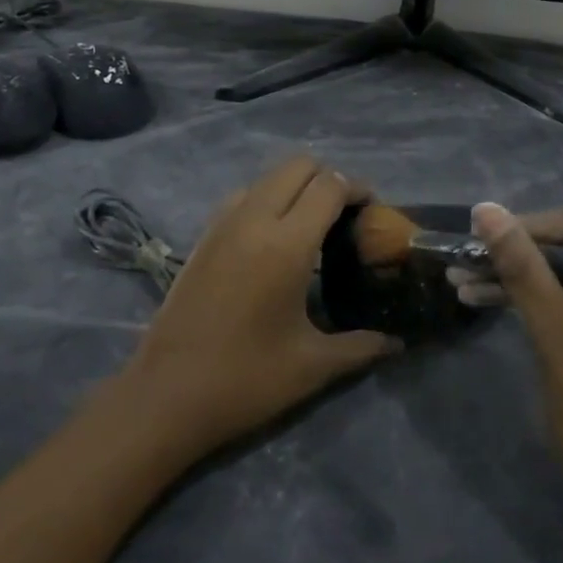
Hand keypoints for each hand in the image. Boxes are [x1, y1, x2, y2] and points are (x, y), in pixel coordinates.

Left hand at [118, 156, 400, 458]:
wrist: (165, 397)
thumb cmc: (245, 380)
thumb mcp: (313, 366)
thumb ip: (361, 346)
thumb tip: (398, 343)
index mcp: (286, 244)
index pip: (330, 186)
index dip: (358, 190)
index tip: (373, 213)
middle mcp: (254, 220)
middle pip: (298, 166)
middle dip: (329, 179)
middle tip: (345, 216)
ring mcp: (223, 225)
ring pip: (267, 177)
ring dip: (295, 187)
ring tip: (311, 225)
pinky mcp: (203, 237)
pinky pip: (242, 196)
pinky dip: (266, 199)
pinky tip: (272, 239)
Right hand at [462, 203, 562, 523]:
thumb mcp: (562, 342)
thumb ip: (526, 274)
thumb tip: (487, 211)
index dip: (533, 227)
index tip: (483, 235)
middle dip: (517, 256)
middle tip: (466, 258)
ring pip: (562, 280)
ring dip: (514, 280)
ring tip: (460, 280)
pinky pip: (562, 306)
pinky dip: (526, 304)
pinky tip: (481, 301)